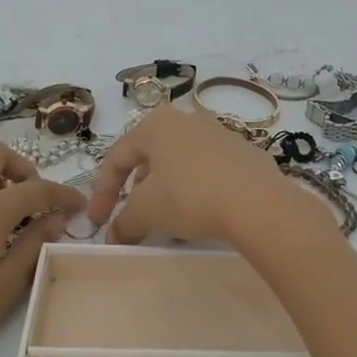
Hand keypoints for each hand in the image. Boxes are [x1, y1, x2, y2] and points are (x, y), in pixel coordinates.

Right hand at [85, 103, 319, 245]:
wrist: (258, 203)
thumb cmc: (190, 197)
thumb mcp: (146, 212)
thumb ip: (123, 223)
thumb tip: (114, 236)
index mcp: (156, 124)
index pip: (117, 158)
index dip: (102, 193)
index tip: (99, 223)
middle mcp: (187, 120)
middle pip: (150, 159)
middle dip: (137, 192)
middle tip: (134, 219)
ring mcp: (220, 134)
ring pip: (180, 165)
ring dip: (167, 193)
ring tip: (167, 222)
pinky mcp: (245, 154)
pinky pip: (208, 172)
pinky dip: (195, 192)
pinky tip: (200, 216)